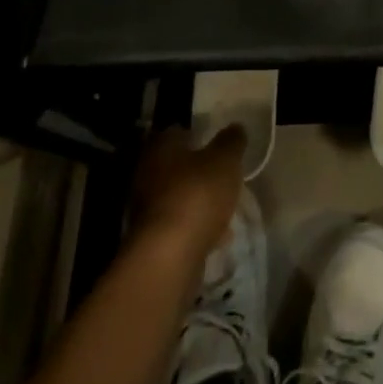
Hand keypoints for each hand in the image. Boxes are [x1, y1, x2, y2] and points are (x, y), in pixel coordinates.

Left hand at [128, 128, 245, 261]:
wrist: (169, 256)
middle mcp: (146, 174)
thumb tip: (235, 127)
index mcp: (160, 148)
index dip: (199, 135)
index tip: (219, 143)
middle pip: (177, 166)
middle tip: (224, 174)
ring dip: (198, 200)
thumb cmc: (197, 194)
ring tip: (226, 205)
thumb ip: (231, 142)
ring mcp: (146, 209)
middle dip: (199, 171)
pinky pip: (180, 224)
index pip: (178, 132)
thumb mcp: (225, 160)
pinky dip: (196, 226)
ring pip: (178, 196)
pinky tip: (218, 234)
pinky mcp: (153, 239)